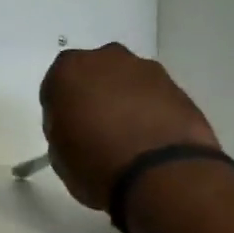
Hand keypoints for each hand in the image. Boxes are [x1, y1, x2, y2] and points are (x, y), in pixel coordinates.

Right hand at [39, 44, 218, 210]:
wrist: (160, 173)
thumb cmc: (95, 164)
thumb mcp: (58, 154)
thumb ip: (62, 127)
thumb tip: (76, 125)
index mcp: (68, 70)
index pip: (56, 86)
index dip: (61, 110)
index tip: (68, 131)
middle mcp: (106, 58)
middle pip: (95, 74)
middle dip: (95, 95)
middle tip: (98, 129)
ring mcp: (146, 69)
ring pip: (127, 81)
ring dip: (125, 100)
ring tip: (130, 136)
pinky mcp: (177, 86)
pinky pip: (154, 96)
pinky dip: (151, 110)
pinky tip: (152, 138)